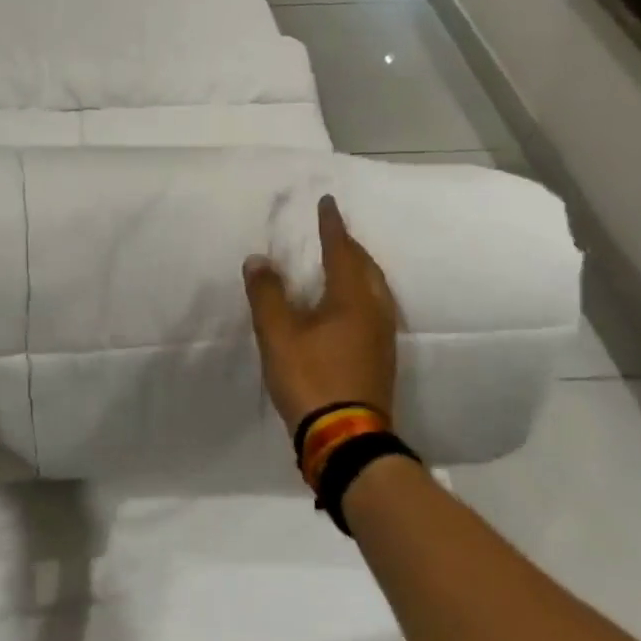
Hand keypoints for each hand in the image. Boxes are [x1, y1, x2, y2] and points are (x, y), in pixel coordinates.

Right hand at [244, 193, 397, 432]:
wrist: (345, 438)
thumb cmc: (310, 378)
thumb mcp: (277, 335)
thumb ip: (267, 295)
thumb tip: (259, 260)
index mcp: (352, 299)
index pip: (342, 251)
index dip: (332, 226)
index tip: (327, 202)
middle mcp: (374, 312)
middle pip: (365, 267)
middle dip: (349, 246)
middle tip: (332, 231)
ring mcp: (381, 337)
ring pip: (373, 289)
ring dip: (357, 269)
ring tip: (340, 261)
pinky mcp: (379, 357)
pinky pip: (372, 308)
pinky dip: (358, 292)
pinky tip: (346, 304)